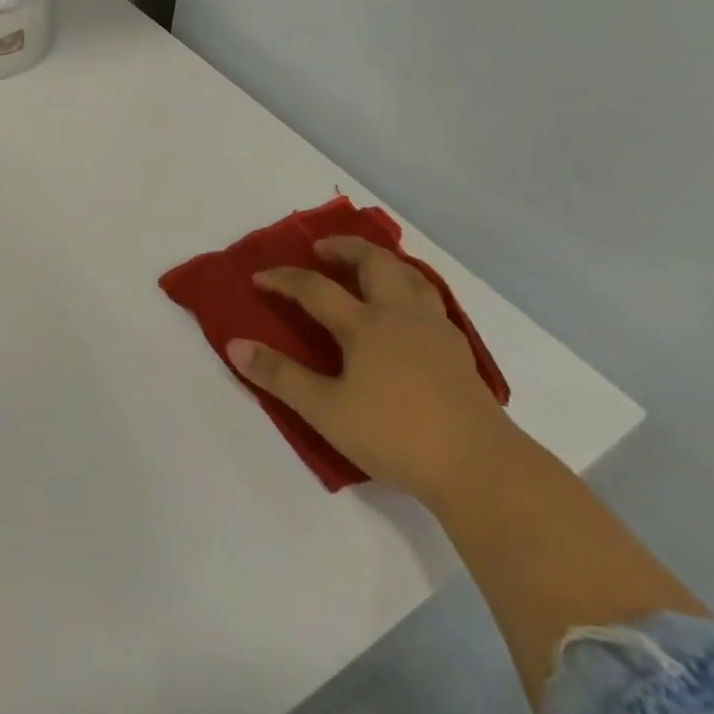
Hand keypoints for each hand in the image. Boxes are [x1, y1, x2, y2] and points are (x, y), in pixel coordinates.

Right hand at [229, 237, 517, 505]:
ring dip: (383, 262)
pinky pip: (429, 300)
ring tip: (367, 268)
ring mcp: (434, 330)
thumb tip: (235, 345)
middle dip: (344, 248)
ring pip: (410, 275)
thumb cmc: (395, 435)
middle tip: (322, 250)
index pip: (315, 288)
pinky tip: (406, 311)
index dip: (283, 279)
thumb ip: (280, 377)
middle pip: (374, 262)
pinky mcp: (457, 350)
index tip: (259, 277)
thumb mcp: (325, 411)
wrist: (479, 466)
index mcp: (365, 325)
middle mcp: (400, 314)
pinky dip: (409, 288)